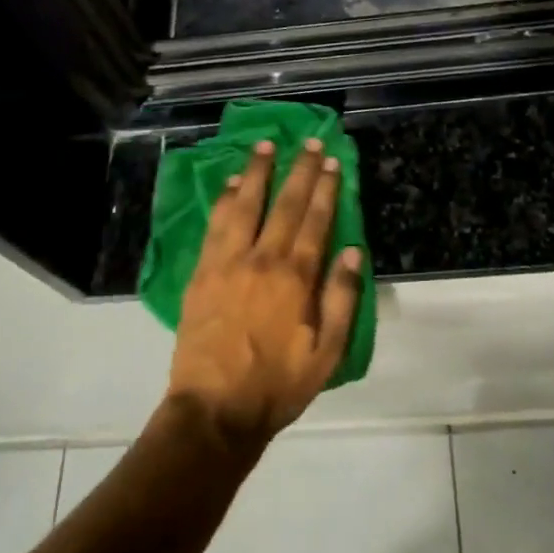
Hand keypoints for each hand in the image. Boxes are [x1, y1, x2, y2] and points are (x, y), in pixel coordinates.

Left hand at [166, 137, 363, 446]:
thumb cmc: (277, 385)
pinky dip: (223, 199)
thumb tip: (351, 251)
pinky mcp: (202, 272)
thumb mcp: (326, 353)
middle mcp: (262, 259)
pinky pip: (214, 224)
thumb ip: (341, 299)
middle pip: (284, 204)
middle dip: (299, 169)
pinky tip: (228, 182)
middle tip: (308, 142)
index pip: (315, 220)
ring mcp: (227, 262)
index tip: (332, 161)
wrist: (214, 410)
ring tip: (264, 144)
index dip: (325, 188)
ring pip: (244, 204)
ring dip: (256, 171)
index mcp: (295, 278)